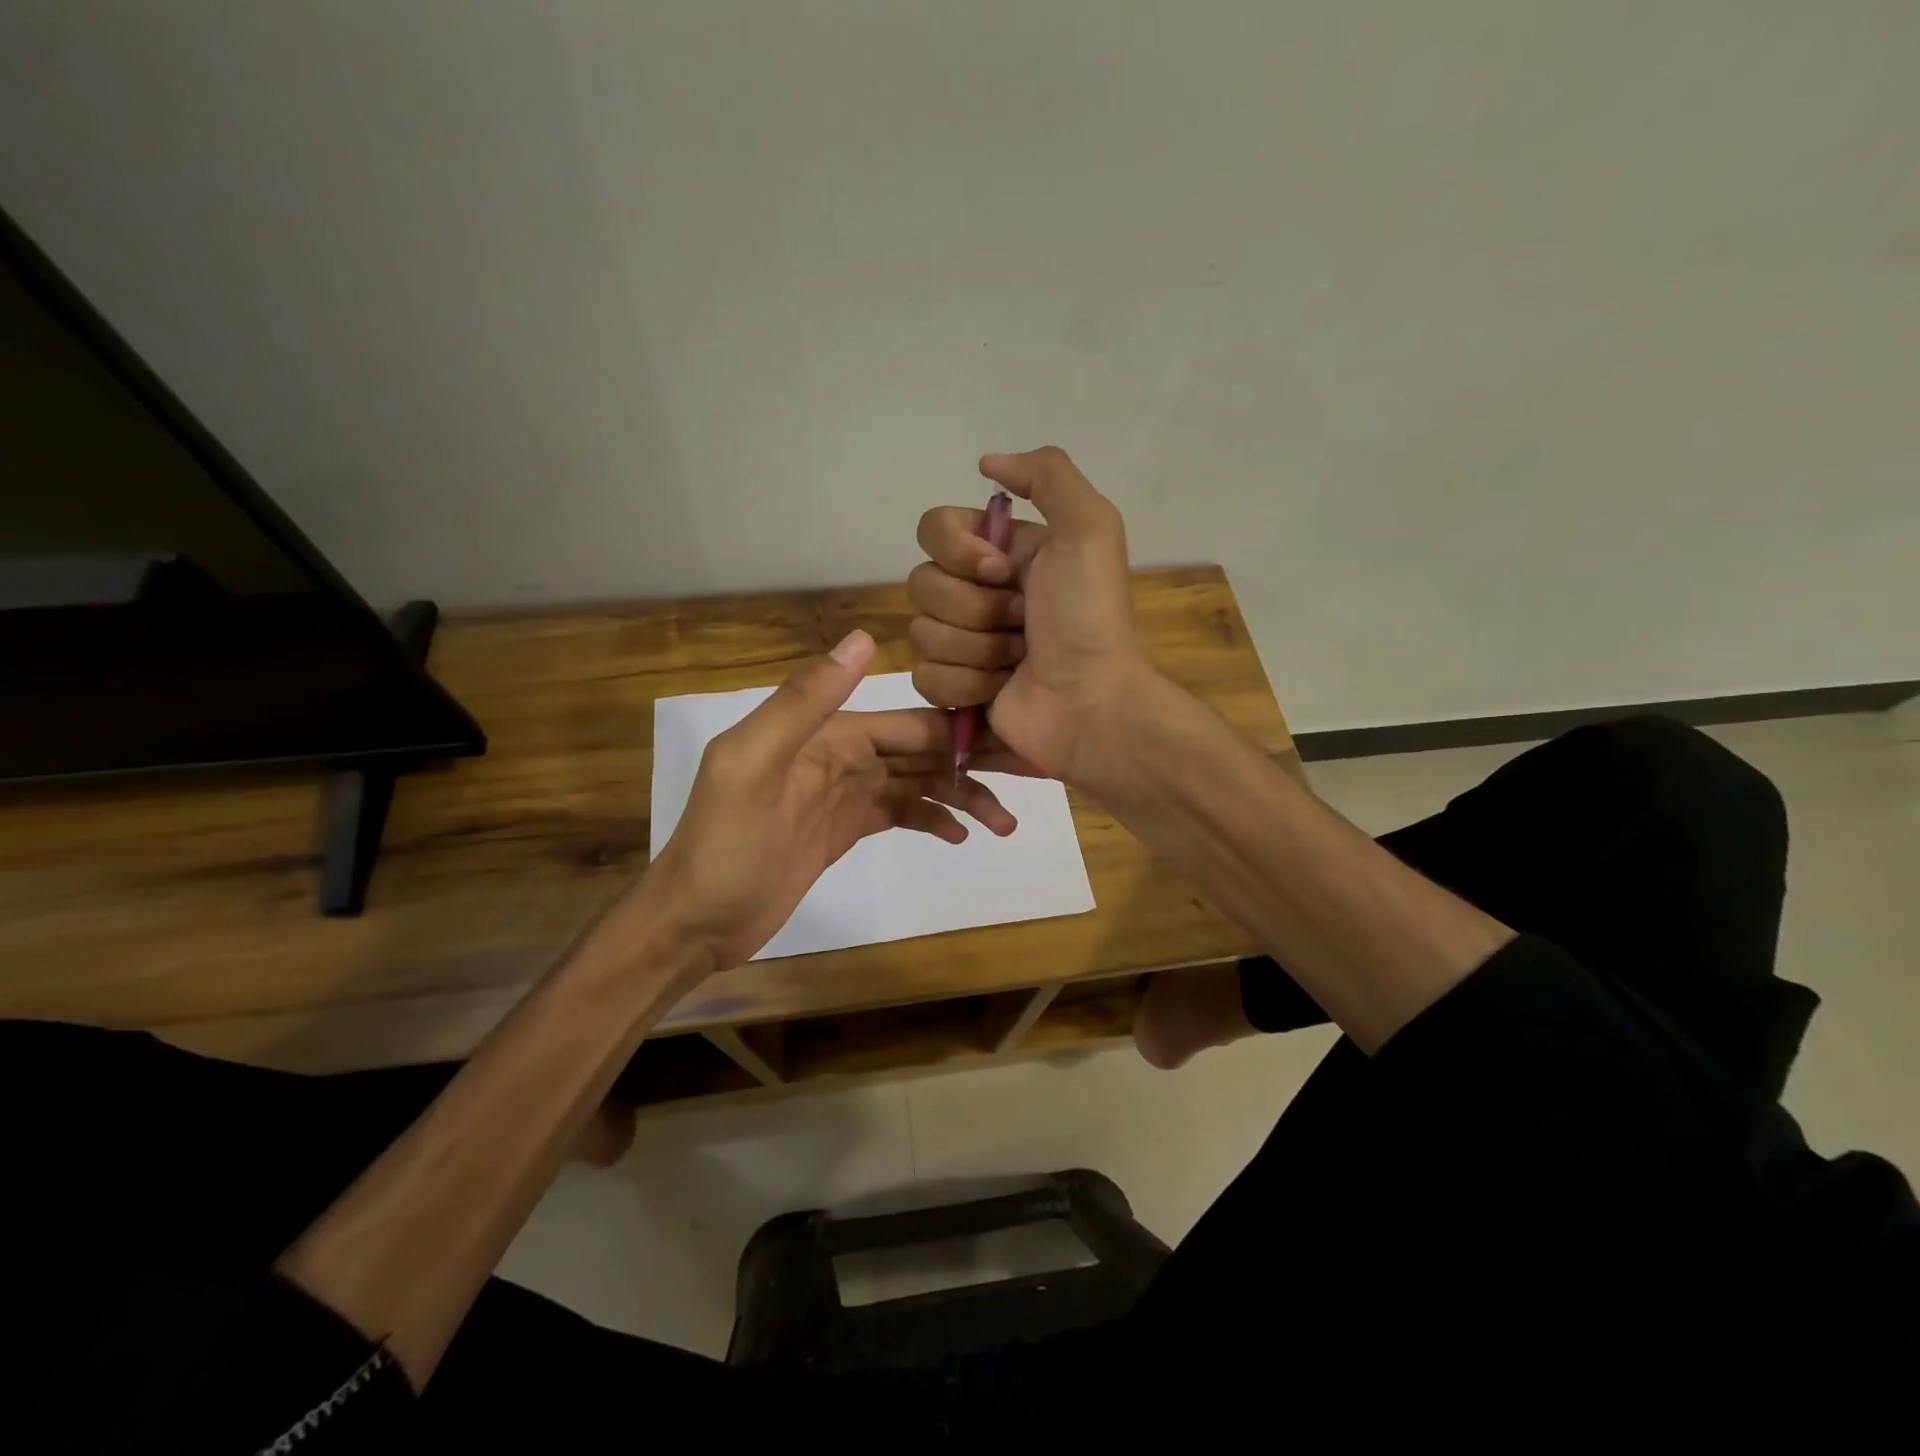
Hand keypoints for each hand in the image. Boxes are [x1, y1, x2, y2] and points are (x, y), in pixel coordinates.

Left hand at [643, 629, 1016, 969]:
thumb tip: (866, 637)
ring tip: (1003, 823)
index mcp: (826, 733)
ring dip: (961, 796)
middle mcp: (841, 754)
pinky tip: (961, 835)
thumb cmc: (725, 847)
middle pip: (921, 752)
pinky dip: (932, 818)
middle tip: (1026, 783)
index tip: (1011, 741)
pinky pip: (901, 813)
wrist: (694, 921)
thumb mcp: (753, 767)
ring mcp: (845, 793)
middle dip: (972, 764)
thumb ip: (805, 702)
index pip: (908, 723)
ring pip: (917, 783)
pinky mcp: (846, 828)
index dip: (959, 729)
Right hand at [909, 446, 1149, 783]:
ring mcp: (963, 642)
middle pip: (922, 583)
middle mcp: (977, 591)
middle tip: (1022, 622)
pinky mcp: (954, 687)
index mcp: (1002, 551)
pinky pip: (925, 676)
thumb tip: (986, 463)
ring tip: (1018, 659)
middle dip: (975, 608)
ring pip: (922, 632)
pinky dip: (966, 684)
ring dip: (977, 649)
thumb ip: (1047, 475)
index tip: (1001, 570)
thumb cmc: (1089, 617)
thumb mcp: (1090, 528)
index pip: (934, 528)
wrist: (1091, 702)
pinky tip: (1000, 688)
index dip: (958, 551)